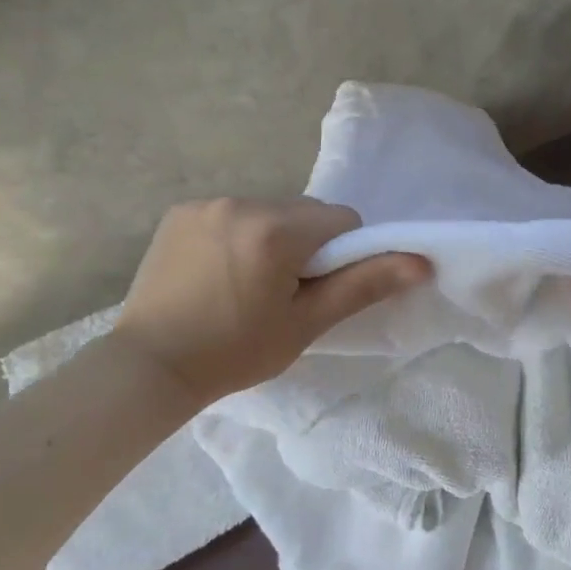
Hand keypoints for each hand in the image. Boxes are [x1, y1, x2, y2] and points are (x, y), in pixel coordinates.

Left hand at [114, 197, 429, 405]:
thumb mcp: (306, 323)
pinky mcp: (180, 211)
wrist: (149, 367)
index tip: (316, 290)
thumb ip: (364, 285)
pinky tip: (216, 271)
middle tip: (283, 291)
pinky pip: (232, 213)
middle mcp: (242, 203)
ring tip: (246, 283)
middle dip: (307, 244)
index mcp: (277, 230)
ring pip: (269, 211)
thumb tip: (421, 261)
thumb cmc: (235, 352)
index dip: (342, 255)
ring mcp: (207, 204)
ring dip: (272, 237)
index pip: (341, 220)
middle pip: (304, 212)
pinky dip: (238, 234)